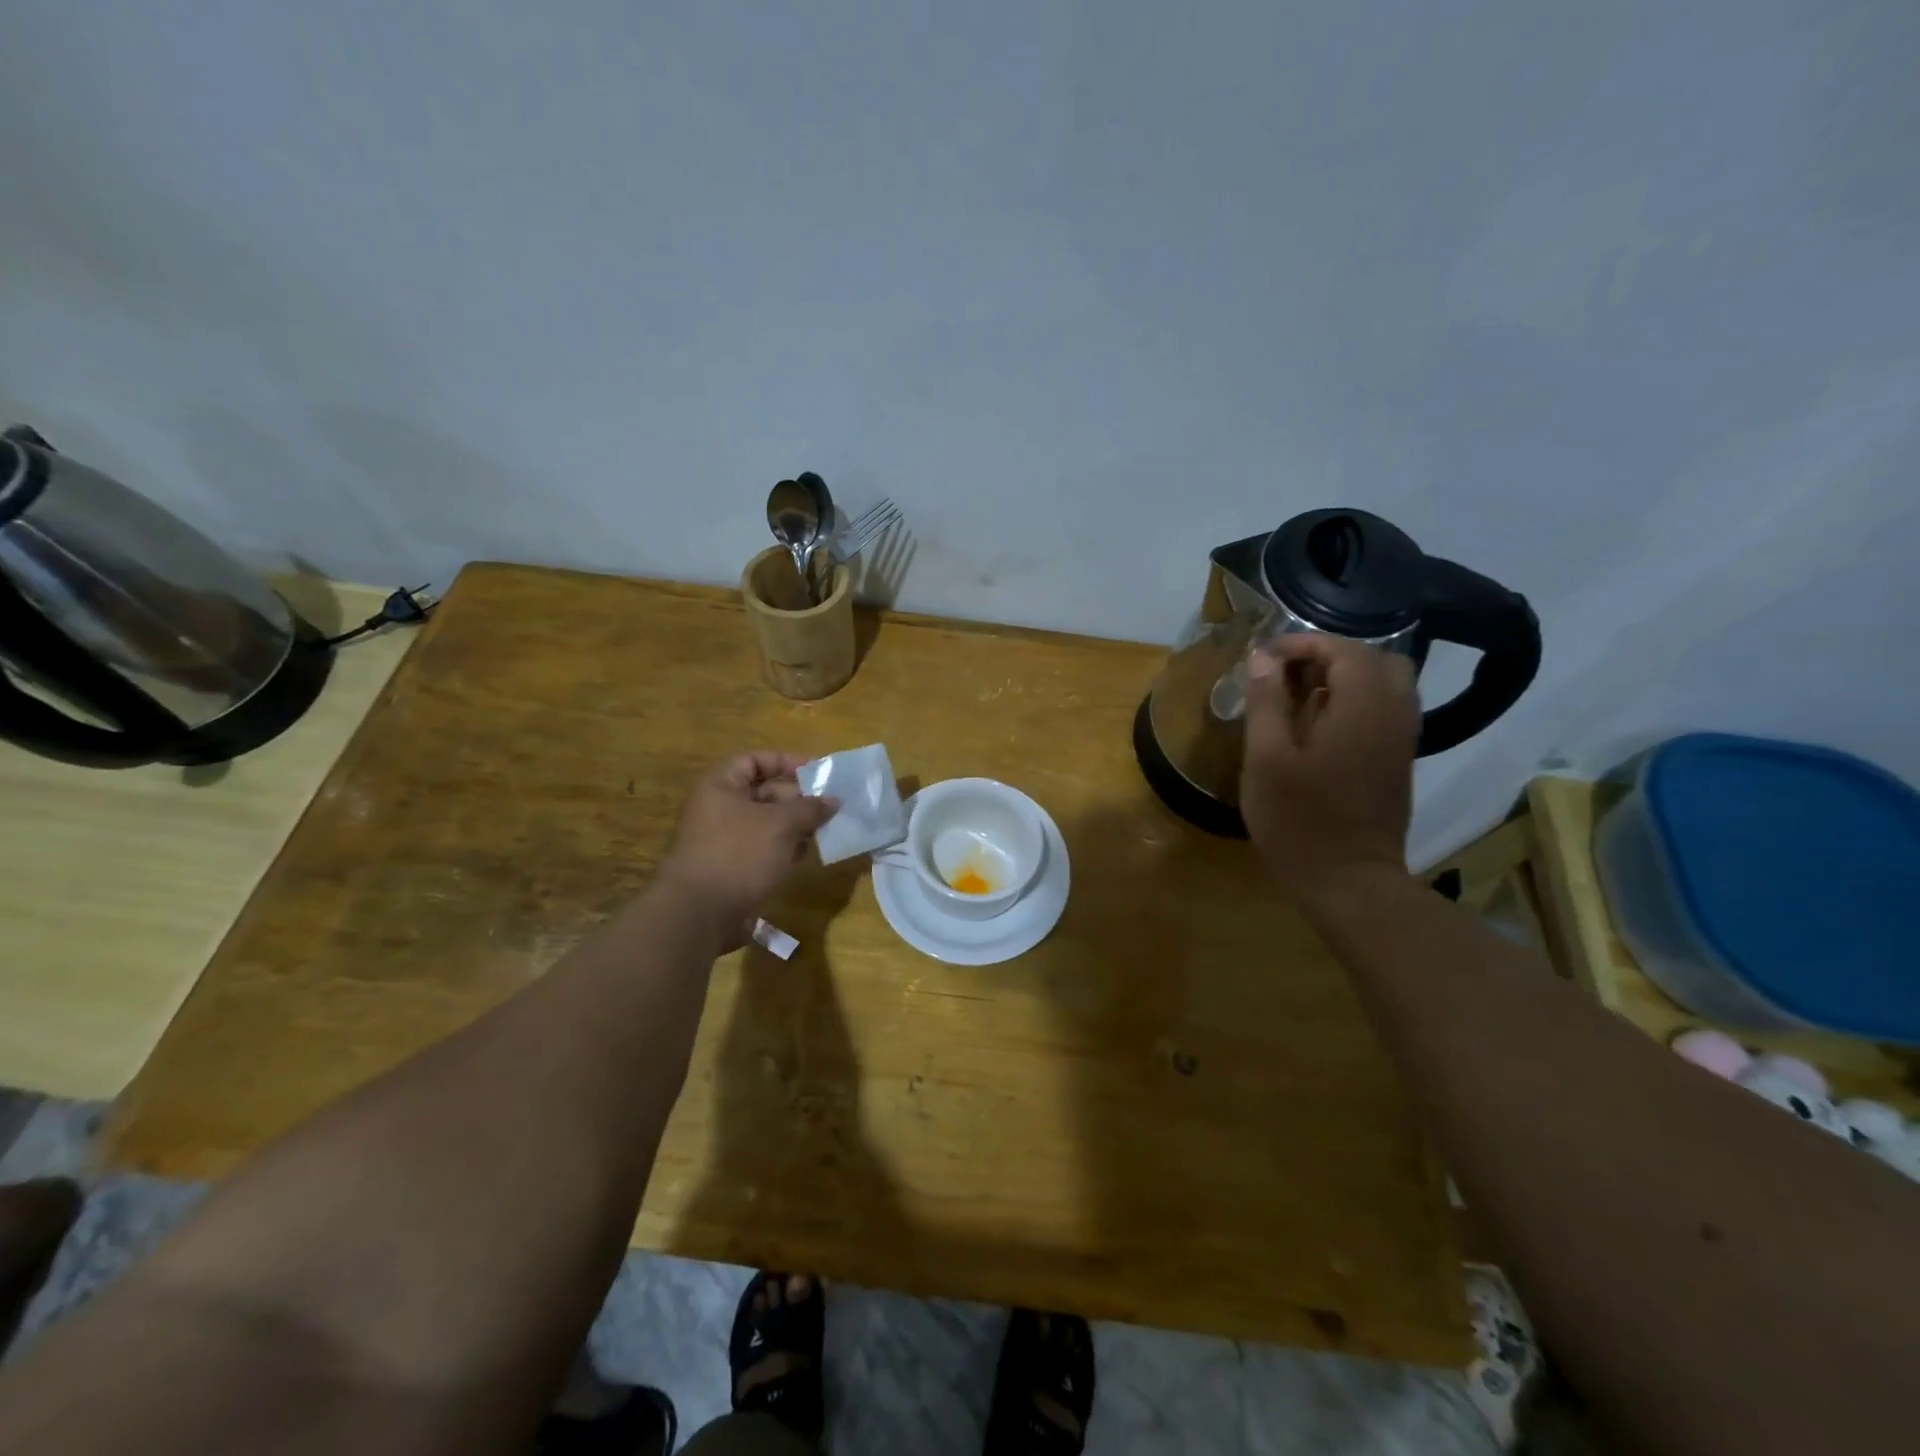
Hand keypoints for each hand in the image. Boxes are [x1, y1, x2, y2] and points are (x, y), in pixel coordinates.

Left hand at [658, 752, 837, 945]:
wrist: (701, 913)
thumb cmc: (740, 854)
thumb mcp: (781, 824)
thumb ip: (810, 808)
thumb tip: (833, 800)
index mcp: (721, 787)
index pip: (754, 760)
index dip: (785, 761)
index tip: (816, 772)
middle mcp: (719, 809)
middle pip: (763, 792)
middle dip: (797, 798)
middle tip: (828, 806)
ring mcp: (724, 841)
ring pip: (766, 824)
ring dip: (795, 826)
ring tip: (824, 831)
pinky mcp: (732, 868)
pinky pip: (763, 850)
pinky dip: (784, 850)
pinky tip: (805, 856)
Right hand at [1240, 635, 1418, 902]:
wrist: (1347, 880)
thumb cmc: (1297, 819)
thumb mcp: (1266, 758)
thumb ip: (1266, 702)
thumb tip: (1263, 657)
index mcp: (1362, 708)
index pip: (1344, 650)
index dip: (1304, 643)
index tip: (1265, 658)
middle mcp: (1394, 715)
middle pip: (1375, 660)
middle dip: (1330, 656)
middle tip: (1287, 674)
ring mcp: (1402, 740)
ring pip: (1387, 684)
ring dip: (1345, 678)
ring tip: (1299, 697)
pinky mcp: (1399, 761)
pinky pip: (1388, 709)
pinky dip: (1357, 700)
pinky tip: (1320, 725)